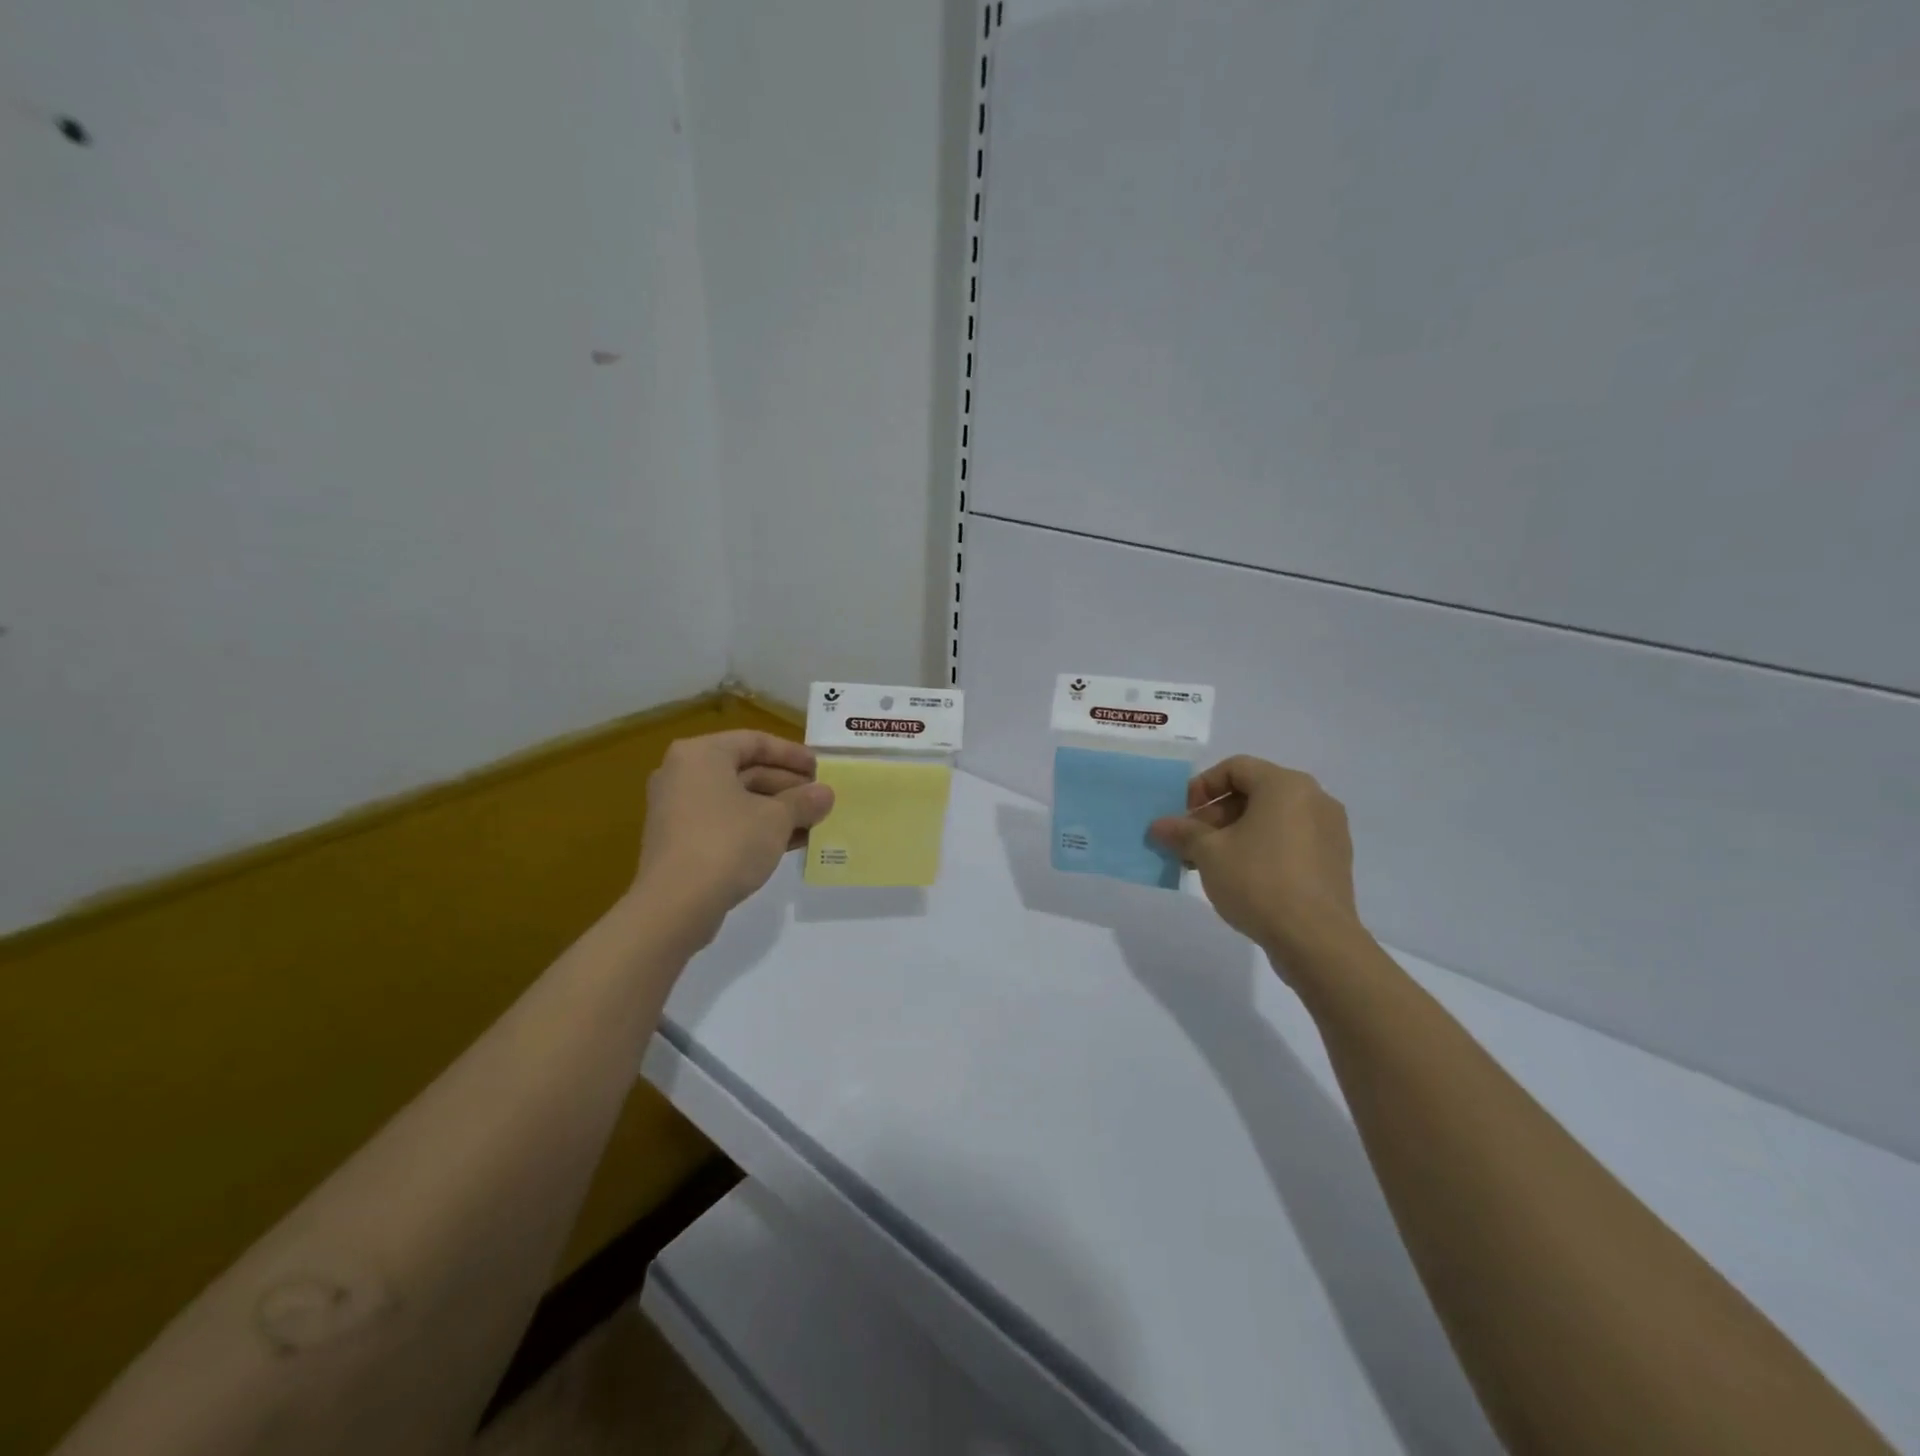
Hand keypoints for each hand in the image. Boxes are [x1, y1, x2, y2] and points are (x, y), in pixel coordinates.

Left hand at [632, 731, 833, 941]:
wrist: (675, 904)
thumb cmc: (728, 843)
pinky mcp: (679, 840)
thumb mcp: (776, 819)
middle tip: (820, 799)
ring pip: (737, 799)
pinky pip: (724, 822)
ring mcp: (677, 809)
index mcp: (702, 754)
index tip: (820, 769)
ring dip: (776, 809)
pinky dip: (755, 827)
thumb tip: (825, 794)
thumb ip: (803, 801)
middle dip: (786, 786)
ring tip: (812, 823)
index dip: (792, 754)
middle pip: (745, 770)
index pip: (755, 741)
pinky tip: (788, 843)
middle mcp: (683, 774)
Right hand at [1149, 756, 1366, 973]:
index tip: (1182, 815)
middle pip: (1254, 793)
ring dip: (1235, 833)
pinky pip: (1290, 841)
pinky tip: (1240, 877)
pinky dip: (1262, 848)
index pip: (1235, 768)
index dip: (1201, 787)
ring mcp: (1329, 831)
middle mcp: (1314, 798)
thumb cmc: (1259, 882)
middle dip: (1215, 815)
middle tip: (1189, 842)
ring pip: (1271, 819)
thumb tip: (1158, 826)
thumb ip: (1182, 832)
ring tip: (1209, 863)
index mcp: (1285, 785)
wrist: (1316, 940)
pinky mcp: (1334, 861)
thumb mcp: (1209, 853)